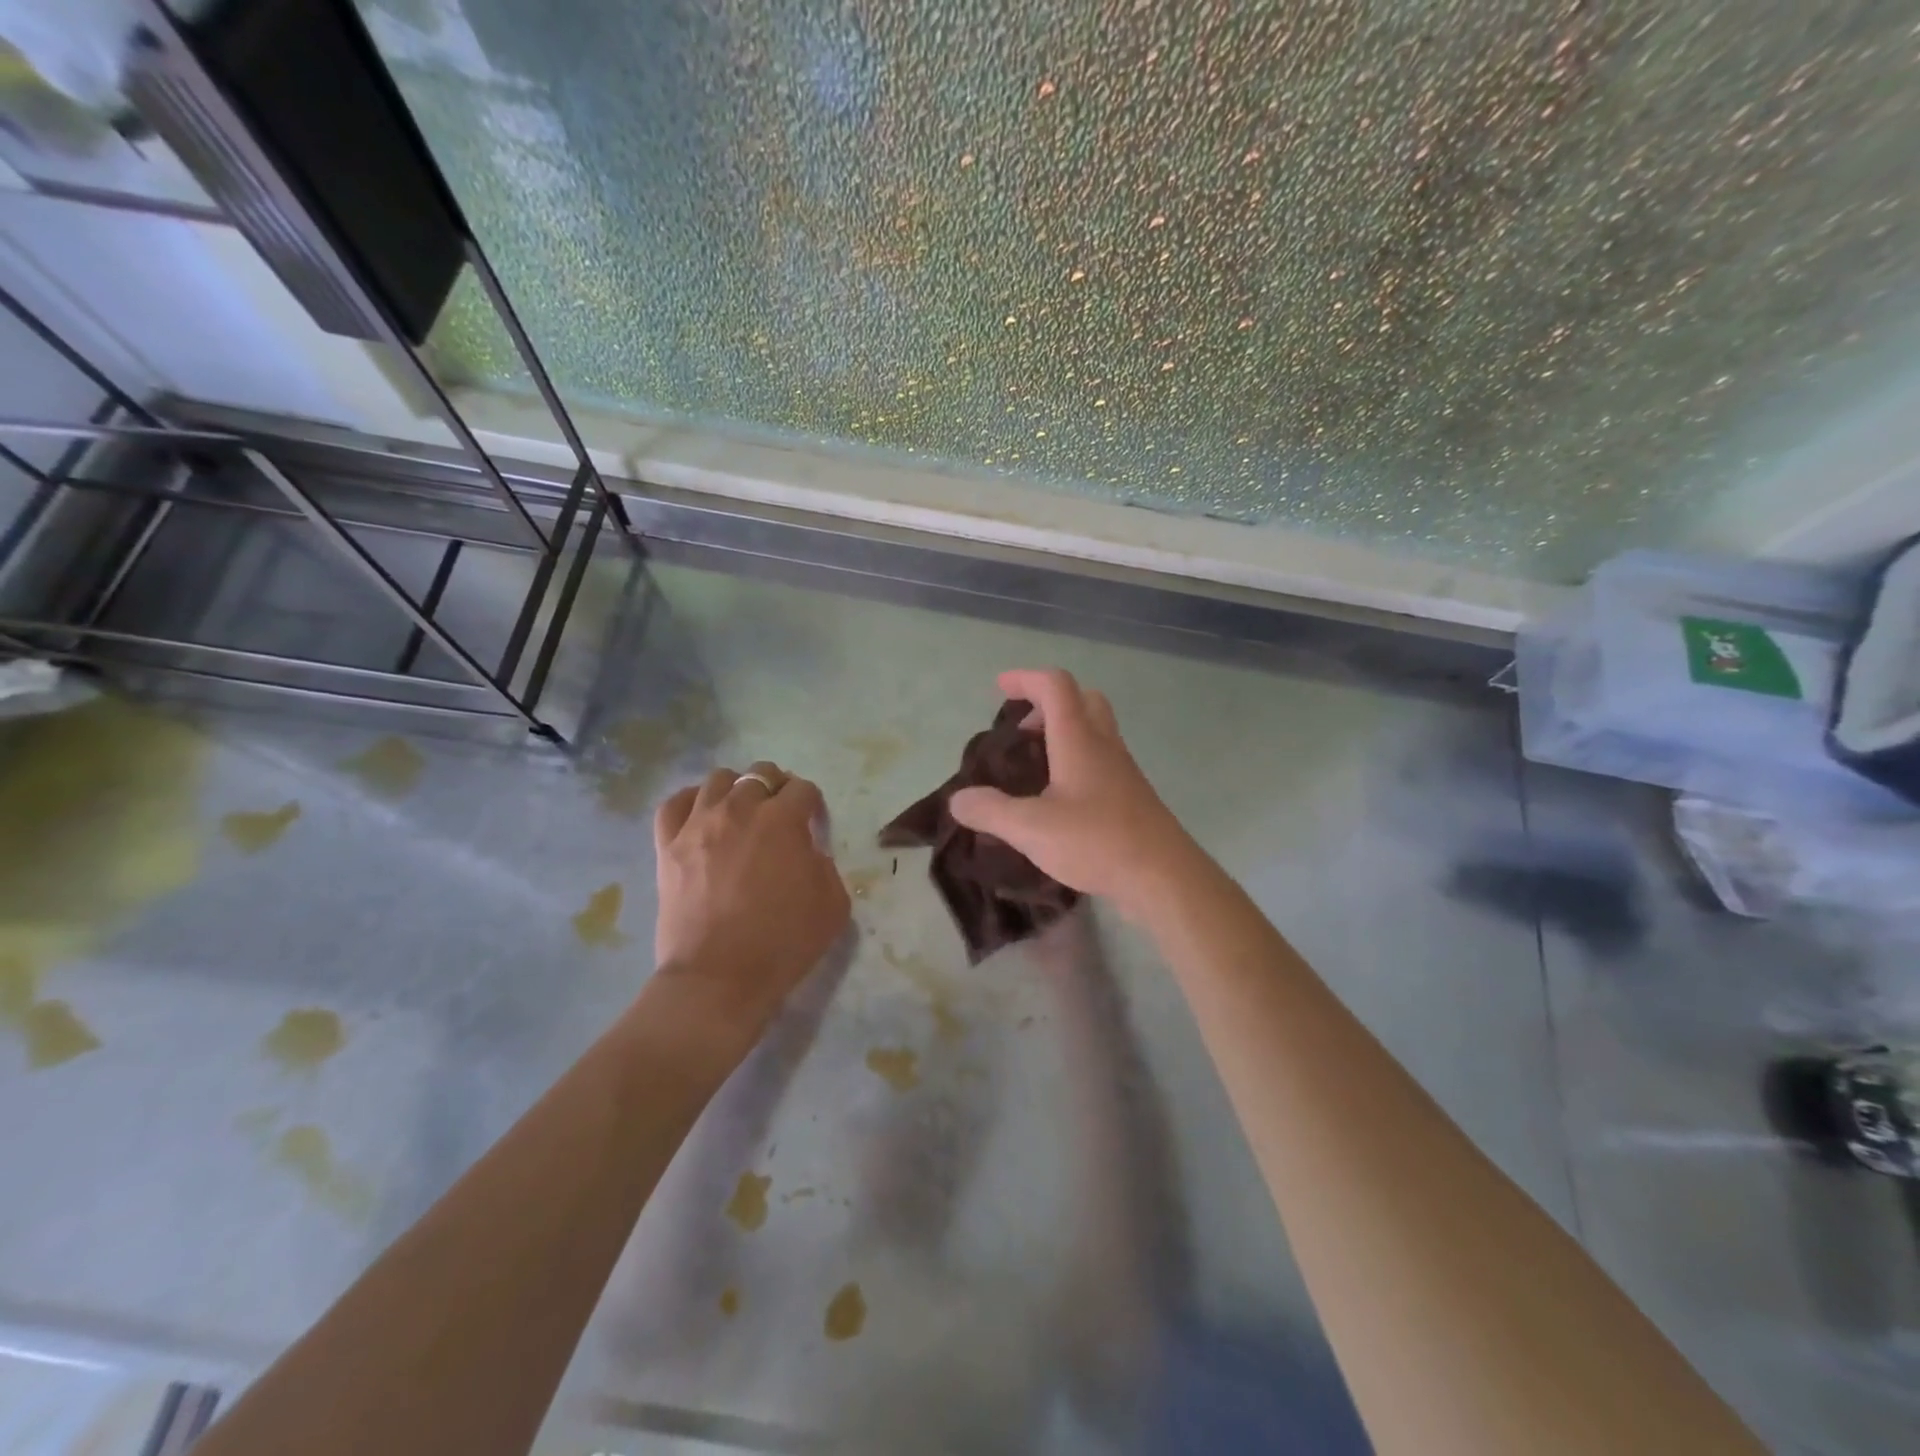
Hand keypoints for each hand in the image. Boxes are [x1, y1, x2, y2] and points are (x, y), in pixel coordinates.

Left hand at [653, 762, 850, 1031]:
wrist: (718, 979)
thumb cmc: (783, 943)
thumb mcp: (833, 904)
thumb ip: (825, 865)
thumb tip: (807, 851)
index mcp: (783, 820)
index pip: (803, 789)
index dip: (812, 804)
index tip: (813, 823)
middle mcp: (740, 809)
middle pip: (761, 774)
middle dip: (776, 789)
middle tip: (779, 816)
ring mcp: (698, 824)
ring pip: (718, 780)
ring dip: (736, 789)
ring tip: (740, 812)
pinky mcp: (668, 845)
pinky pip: (674, 803)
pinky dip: (690, 801)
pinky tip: (700, 815)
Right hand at [949, 669, 1198, 918]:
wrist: (1164, 877)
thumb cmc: (1097, 842)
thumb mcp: (1032, 829)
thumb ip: (991, 811)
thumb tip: (958, 800)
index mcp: (1079, 740)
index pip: (1055, 686)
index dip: (1026, 679)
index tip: (1000, 687)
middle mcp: (1103, 745)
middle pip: (1082, 699)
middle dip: (1048, 702)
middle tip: (1021, 727)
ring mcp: (1122, 770)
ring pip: (1094, 729)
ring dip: (1063, 731)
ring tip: (1033, 763)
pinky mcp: (1130, 796)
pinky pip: (1100, 759)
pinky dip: (1075, 760)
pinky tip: (1057, 797)